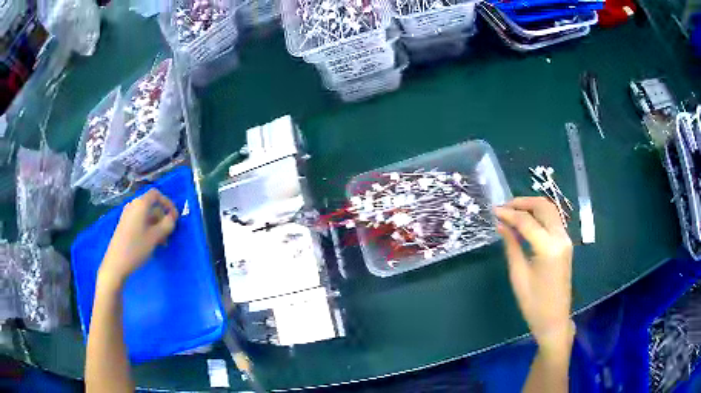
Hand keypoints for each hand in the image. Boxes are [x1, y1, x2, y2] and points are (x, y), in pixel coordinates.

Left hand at [100, 189, 178, 284]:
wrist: (116, 263)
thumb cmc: (136, 247)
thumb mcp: (155, 237)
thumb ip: (167, 224)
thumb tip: (172, 217)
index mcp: (140, 204)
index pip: (156, 194)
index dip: (168, 203)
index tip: (175, 217)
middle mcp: (133, 206)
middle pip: (152, 206)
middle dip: (162, 218)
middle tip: (169, 234)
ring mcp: (127, 215)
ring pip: (146, 215)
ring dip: (156, 226)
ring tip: (162, 242)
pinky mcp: (125, 225)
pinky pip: (140, 221)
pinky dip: (148, 228)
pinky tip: (151, 243)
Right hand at [494, 197, 573, 351]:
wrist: (554, 320)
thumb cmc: (534, 304)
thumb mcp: (519, 275)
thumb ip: (511, 246)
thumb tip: (501, 225)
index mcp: (549, 248)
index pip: (527, 221)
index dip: (509, 214)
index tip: (493, 211)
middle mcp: (561, 238)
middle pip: (543, 207)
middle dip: (523, 202)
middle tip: (503, 207)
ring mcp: (566, 240)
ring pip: (550, 211)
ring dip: (532, 207)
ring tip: (512, 212)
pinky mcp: (565, 244)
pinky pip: (553, 221)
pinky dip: (539, 216)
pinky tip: (525, 222)